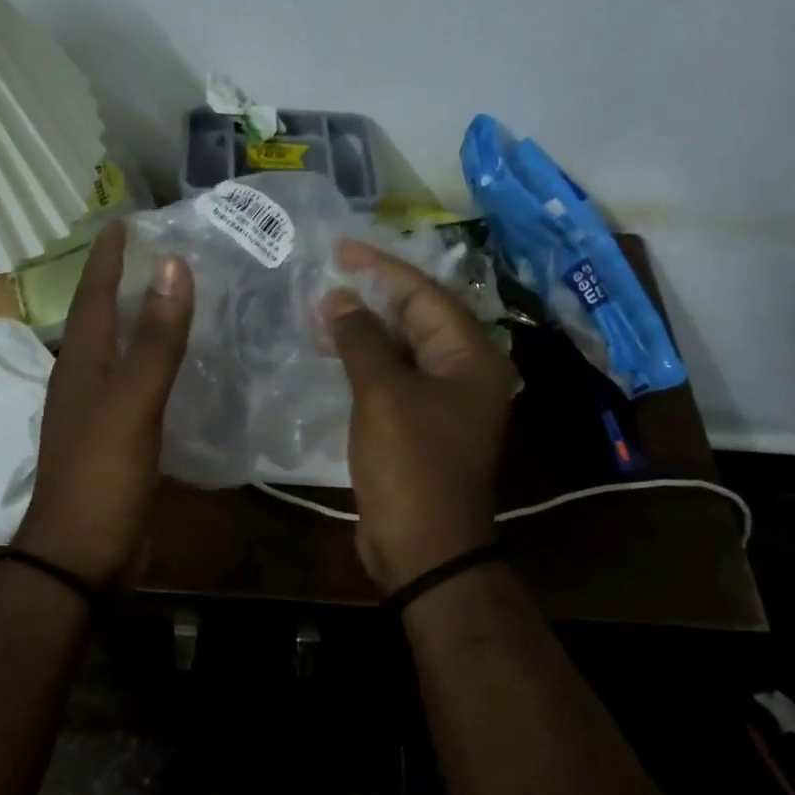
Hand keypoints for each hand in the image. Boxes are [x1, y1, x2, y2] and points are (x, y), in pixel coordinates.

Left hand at [12, 221, 193, 586]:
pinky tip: (178, 364)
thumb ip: (155, 340)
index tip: (128, 219)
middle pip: (103, 316)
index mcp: (80, 362)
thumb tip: (173, 266)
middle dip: (125, 279)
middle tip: (161, 250)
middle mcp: (83, 377)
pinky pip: (134, 382)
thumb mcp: (132, 403)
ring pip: (119, 349)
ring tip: (173, 295)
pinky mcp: (115, 436)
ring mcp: (97, 409)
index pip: (95, 293)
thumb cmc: (102, 475)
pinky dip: (153, 361)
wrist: (80, 553)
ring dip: (140, 319)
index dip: (110, 256)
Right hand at [322, 240, 517, 593]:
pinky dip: (367, 361)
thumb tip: (339, 298)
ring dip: (367, 329)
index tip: (340, 250)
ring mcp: (444, 401)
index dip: (382, 269)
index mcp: (470, 356)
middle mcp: (465, 371)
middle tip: (328, 275)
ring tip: (323, 310)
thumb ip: (361, 340)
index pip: (425, 294)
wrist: (424, 545)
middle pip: (418, 317)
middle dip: (374, 296)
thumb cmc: (410, 463)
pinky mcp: (422, 424)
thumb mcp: (383, 393)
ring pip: (404, 348)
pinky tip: (336, 353)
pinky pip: (395, 377)